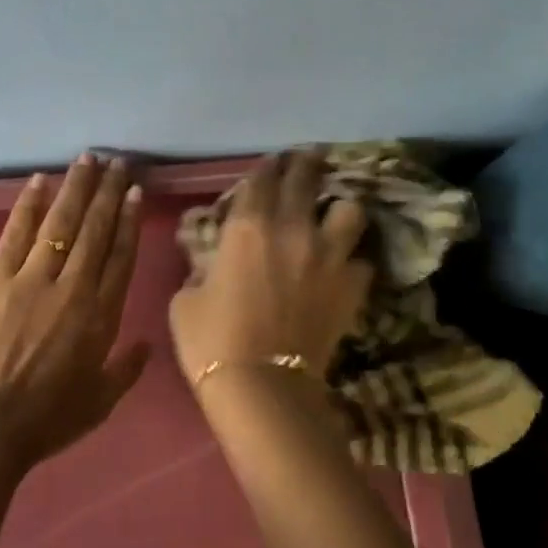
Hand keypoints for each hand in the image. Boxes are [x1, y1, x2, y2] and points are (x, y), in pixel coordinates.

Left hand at [0, 154, 149, 469]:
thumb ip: (125, 371)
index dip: (129, 220)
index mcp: (101, 316)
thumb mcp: (99, 404)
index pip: (120, 256)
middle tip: (118, 162)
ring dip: (76, 188)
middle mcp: (73, 287)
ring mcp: (33, 278)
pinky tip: (39, 180)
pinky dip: (29, 204)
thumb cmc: (45, 421)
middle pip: (96, 230)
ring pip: (61, 222)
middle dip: (108, 193)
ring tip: (88, 159)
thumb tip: (145, 345)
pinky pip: (17, 233)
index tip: (135, 191)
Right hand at [169, 149, 371, 390]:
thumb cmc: (212, 341)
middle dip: (305, 163)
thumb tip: (212, 260)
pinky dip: (352, 261)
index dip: (266, 167)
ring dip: (340, 208)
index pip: (261, 178)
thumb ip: (202, 267)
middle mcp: (292, 229)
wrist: (262, 388)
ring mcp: (329, 255)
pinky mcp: (352, 286)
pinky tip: (343, 269)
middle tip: (307, 159)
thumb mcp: (186, 299)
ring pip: (349, 209)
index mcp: (248, 227)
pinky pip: (360, 260)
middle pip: (306, 177)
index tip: (271, 163)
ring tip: (334, 215)